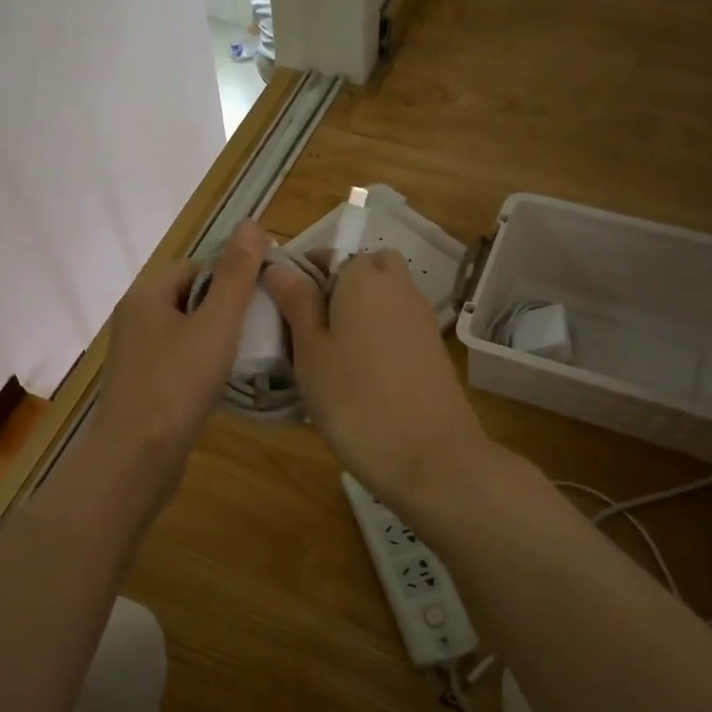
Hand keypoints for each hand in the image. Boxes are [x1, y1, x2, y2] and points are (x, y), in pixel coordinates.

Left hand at [92, 220, 269, 475]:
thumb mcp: (216, 324)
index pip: (195, 266)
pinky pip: (177, 361)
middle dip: (225, 308)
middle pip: (189, 298)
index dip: (231, 275)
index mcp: (147, 295)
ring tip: (249, 353)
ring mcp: (134, 356)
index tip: (264, 296)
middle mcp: (134, 319)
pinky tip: (222, 382)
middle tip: (262, 326)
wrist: (136, 457)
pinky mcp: (140, 386)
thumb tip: (251, 223)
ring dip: (215, 338)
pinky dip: (200, 365)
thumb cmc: (177, 385)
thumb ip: (236, 275)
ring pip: (184, 332)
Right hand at [263, 249, 490, 509]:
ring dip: (358, 313)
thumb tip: (278, 266)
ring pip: (382, 298)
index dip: (300, 276)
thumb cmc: (354, 399)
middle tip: (310, 329)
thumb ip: (296, 303)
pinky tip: (361, 375)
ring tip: (330, 358)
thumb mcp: (310, 350)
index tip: (281, 311)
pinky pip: (397, 325)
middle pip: (363, 270)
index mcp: (363, 276)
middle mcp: (398, 286)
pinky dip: (378, 336)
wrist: (428, 456)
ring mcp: (421, 317)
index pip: (326, 255)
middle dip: (337, 288)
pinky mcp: (433, 348)